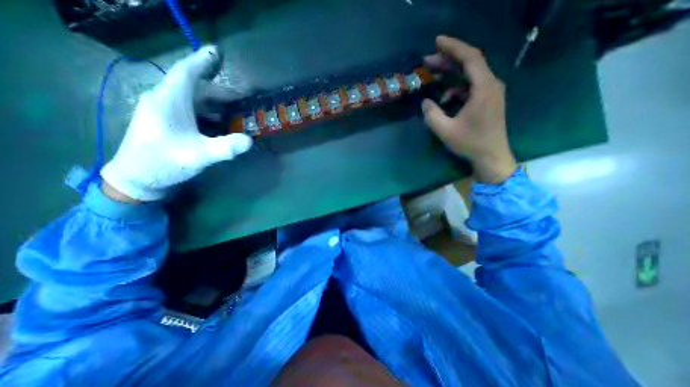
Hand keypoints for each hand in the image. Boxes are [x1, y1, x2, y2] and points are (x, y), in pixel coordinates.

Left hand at [99, 45, 251, 200]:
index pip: (186, 73)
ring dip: (214, 102)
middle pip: (194, 87)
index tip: (216, 52)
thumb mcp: (198, 156)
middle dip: (219, 91)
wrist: (137, 178)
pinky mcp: (166, 121)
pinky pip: (189, 109)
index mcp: (169, 101)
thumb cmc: (165, 163)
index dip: (202, 61)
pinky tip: (218, 121)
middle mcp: (164, 100)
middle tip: (241, 98)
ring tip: (234, 110)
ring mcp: (163, 111)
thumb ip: (225, 148)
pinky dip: (206, 111)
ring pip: (192, 98)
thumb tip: (250, 141)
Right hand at [423, 34, 514, 181]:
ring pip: (469, 75)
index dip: (453, 47)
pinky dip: (456, 89)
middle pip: (470, 63)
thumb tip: (425, 102)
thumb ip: (432, 115)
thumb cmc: (470, 143)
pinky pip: (470, 87)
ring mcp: (491, 92)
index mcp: (484, 88)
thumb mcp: (445, 131)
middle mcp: (491, 84)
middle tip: (427, 60)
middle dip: (448, 59)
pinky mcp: (488, 100)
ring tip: (433, 75)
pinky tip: (444, 99)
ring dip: (451, 74)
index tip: (436, 42)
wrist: (491, 156)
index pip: (470, 58)